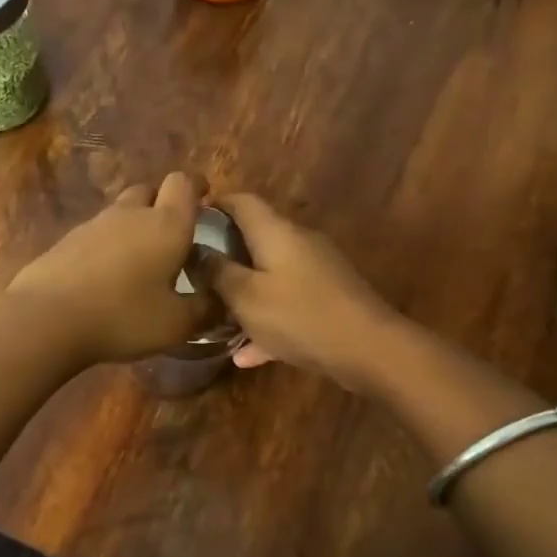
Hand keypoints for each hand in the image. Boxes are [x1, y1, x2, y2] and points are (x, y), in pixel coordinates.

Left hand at [5, 173, 215, 365]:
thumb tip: (222, 301)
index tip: (205, 199)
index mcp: (166, 225)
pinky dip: (108, 246)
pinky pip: (96, 233)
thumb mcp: (176, 324)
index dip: (196, 187)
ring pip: (121, 211)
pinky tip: (107, 276)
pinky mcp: (66, 241)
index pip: (184, 183)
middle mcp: (130, 214)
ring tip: (140, 260)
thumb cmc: (123, 317)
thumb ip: (205, 309)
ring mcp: (93, 224)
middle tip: (172, 235)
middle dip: (163, 204)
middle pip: (149, 190)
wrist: (47, 318)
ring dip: (134, 226)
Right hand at [201, 193, 399, 389]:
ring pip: (269, 275)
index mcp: (276, 232)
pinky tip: (246, 356)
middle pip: (255, 238)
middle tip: (193, 274)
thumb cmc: (300, 316)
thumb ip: (217, 273)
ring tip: (214, 316)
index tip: (186, 221)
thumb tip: (196, 251)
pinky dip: (267, 320)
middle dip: (223, 254)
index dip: (213, 204)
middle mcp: (298, 242)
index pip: (241, 201)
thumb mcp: (246, 297)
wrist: (369, 349)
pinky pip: (288, 303)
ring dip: (243, 294)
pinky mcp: (328, 298)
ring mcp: (317, 270)